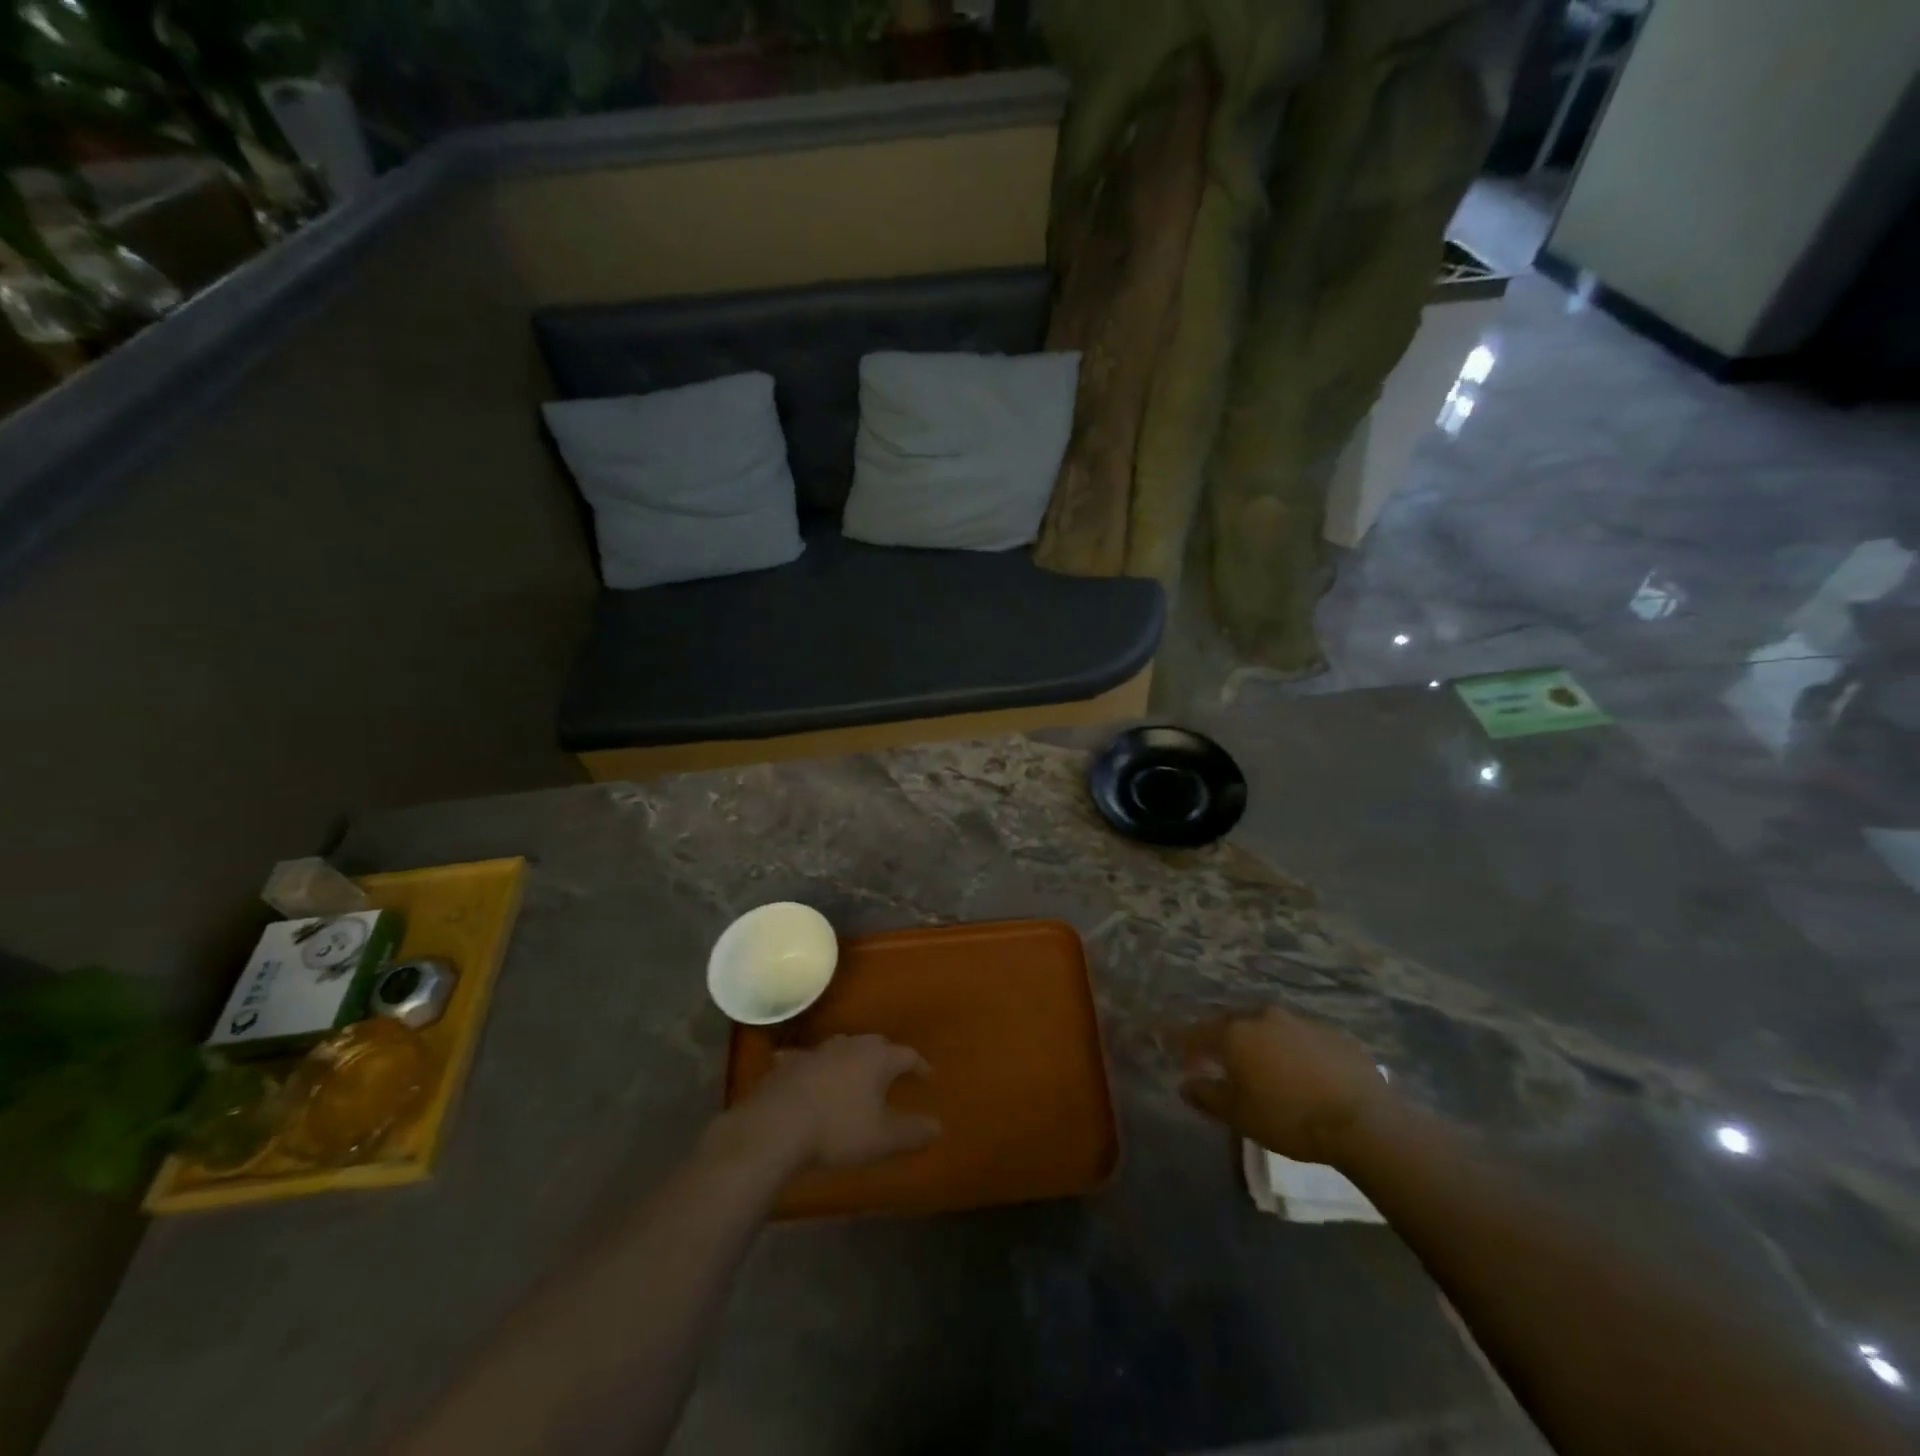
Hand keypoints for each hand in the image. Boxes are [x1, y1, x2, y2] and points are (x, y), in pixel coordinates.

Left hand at [727, 1034, 941, 1174]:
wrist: (777, 1124)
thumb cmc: (838, 1129)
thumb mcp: (882, 1138)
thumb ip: (913, 1132)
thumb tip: (939, 1126)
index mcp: (877, 1058)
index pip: (907, 1054)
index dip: (920, 1065)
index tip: (927, 1076)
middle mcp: (850, 1045)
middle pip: (875, 1044)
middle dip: (886, 1056)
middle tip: (892, 1072)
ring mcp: (817, 1051)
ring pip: (842, 1047)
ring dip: (851, 1058)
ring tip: (854, 1072)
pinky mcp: (790, 1063)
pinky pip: (806, 1059)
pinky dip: (813, 1065)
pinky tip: (806, 1071)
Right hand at [1179, 1006, 1395, 1165]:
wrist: (1363, 1120)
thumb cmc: (1289, 1118)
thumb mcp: (1239, 1115)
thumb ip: (1207, 1096)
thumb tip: (1185, 1084)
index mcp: (1235, 1033)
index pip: (1197, 1033)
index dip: (1183, 1043)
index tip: (1176, 1054)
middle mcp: (1263, 1016)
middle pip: (1232, 1024)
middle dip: (1222, 1041)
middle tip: (1219, 1062)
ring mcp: (1299, 1020)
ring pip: (1267, 1028)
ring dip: (1259, 1043)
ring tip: (1262, 1067)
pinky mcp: (1332, 1033)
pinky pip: (1299, 1037)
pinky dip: (1291, 1049)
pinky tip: (1300, 1072)